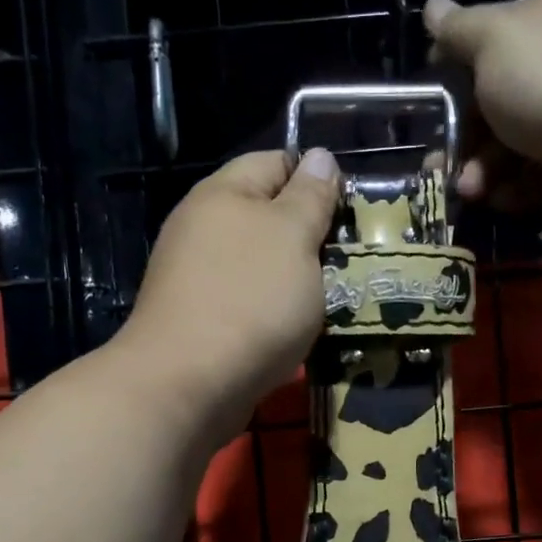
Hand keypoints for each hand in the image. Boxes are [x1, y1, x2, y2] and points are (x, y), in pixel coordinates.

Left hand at [112, 148, 338, 444]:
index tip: (352, 210)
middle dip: (311, 234)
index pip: (275, 162)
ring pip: (261, 263)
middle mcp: (204, 228)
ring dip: (297, 277)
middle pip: (267, 216)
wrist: (189, 385)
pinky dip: (276, 311)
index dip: (317, 177)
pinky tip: (299, 328)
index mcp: (223, 194)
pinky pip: (249, 302)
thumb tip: (319, 156)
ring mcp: (198, 277)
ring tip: (335, 295)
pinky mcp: (202, 320)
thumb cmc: (250, 300)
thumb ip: (309, 197)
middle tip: (351, 257)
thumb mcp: (293, 237)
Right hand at [424, 0, 541, 232]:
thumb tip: (432, 6)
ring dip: (481, 171)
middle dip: (460, 137)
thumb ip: (458, 29)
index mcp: (539, 22)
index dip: (450, 74)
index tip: (427, 105)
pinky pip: (532, 178)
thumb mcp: (493, 40)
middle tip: (437, 166)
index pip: (483, 44)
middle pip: (492, 103)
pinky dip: (513, 189)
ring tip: (469, 190)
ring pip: (508, 147)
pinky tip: (502, 199)